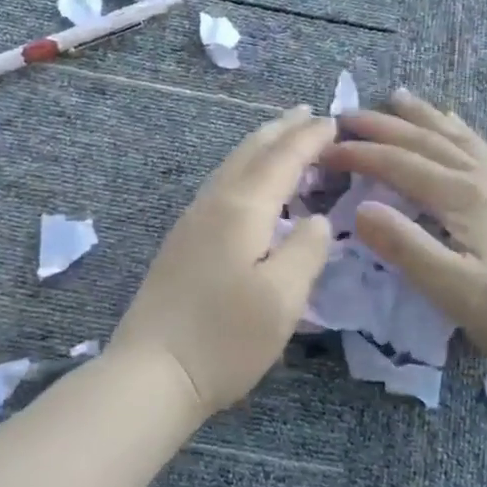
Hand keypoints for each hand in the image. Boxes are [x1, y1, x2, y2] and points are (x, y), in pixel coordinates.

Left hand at [109, 107, 334, 413]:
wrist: (151, 373)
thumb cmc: (224, 338)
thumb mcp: (283, 298)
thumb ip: (306, 250)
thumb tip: (316, 220)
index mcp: (241, 209)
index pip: (282, 160)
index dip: (310, 139)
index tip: (334, 120)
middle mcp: (213, 204)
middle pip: (250, 153)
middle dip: (281, 130)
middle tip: (307, 113)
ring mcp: (191, 223)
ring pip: (230, 167)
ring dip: (260, 147)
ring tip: (281, 137)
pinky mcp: (182, 244)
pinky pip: (220, 187)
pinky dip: (244, 171)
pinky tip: (248, 185)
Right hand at [320, 90, 486, 372]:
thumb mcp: (451, 288)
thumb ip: (404, 246)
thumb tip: (360, 210)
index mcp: (461, 196)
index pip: (398, 164)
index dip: (359, 155)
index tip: (325, 151)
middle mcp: (481, 178)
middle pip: (424, 140)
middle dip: (382, 126)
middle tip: (345, 115)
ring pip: (455, 136)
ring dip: (421, 115)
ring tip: (397, 97)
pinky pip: (479, 147)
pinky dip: (457, 129)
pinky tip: (456, 127)